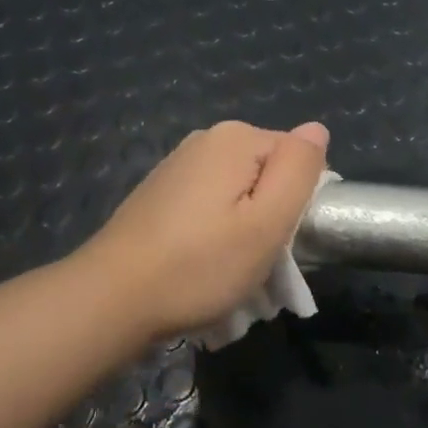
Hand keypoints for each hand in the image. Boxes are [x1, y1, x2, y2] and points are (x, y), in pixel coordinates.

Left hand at [75, 119, 330, 340]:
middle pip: (265, 174)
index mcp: (236, 138)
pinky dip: (214, 235)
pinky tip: (200, 268)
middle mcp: (206, 140)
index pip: (297, 158)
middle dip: (270, 217)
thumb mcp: (266, 223)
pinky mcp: (160, 193)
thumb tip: (316, 130)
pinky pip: (208, 207)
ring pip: (237, 195)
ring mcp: (178, 165)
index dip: (299, 202)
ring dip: (243, 231)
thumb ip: (299, 170)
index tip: (281, 242)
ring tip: (228, 274)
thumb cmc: (199, 265)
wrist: (111, 298)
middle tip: (257, 264)